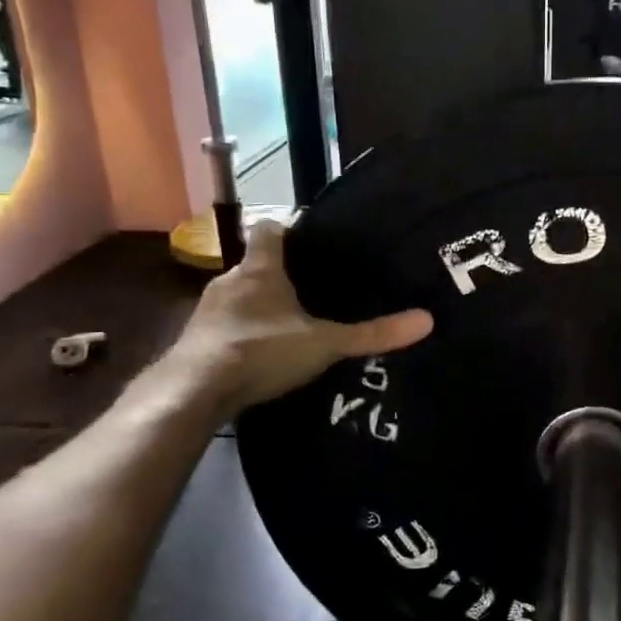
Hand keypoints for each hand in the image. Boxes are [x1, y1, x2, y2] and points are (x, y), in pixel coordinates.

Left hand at [172, 221, 432, 409]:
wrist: (192, 392)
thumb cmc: (261, 350)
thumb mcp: (324, 343)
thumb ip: (372, 334)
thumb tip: (427, 320)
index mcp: (260, 269)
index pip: (270, 228)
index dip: (288, 229)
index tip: (310, 238)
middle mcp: (229, 280)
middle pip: (255, 265)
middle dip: (280, 274)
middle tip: (313, 289)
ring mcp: (207, 311)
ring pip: (239, 297)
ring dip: (259, 306)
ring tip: (290, 325)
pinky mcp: (195, 341)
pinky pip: (225, 327)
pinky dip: (242, 334)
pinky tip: (261, 355)